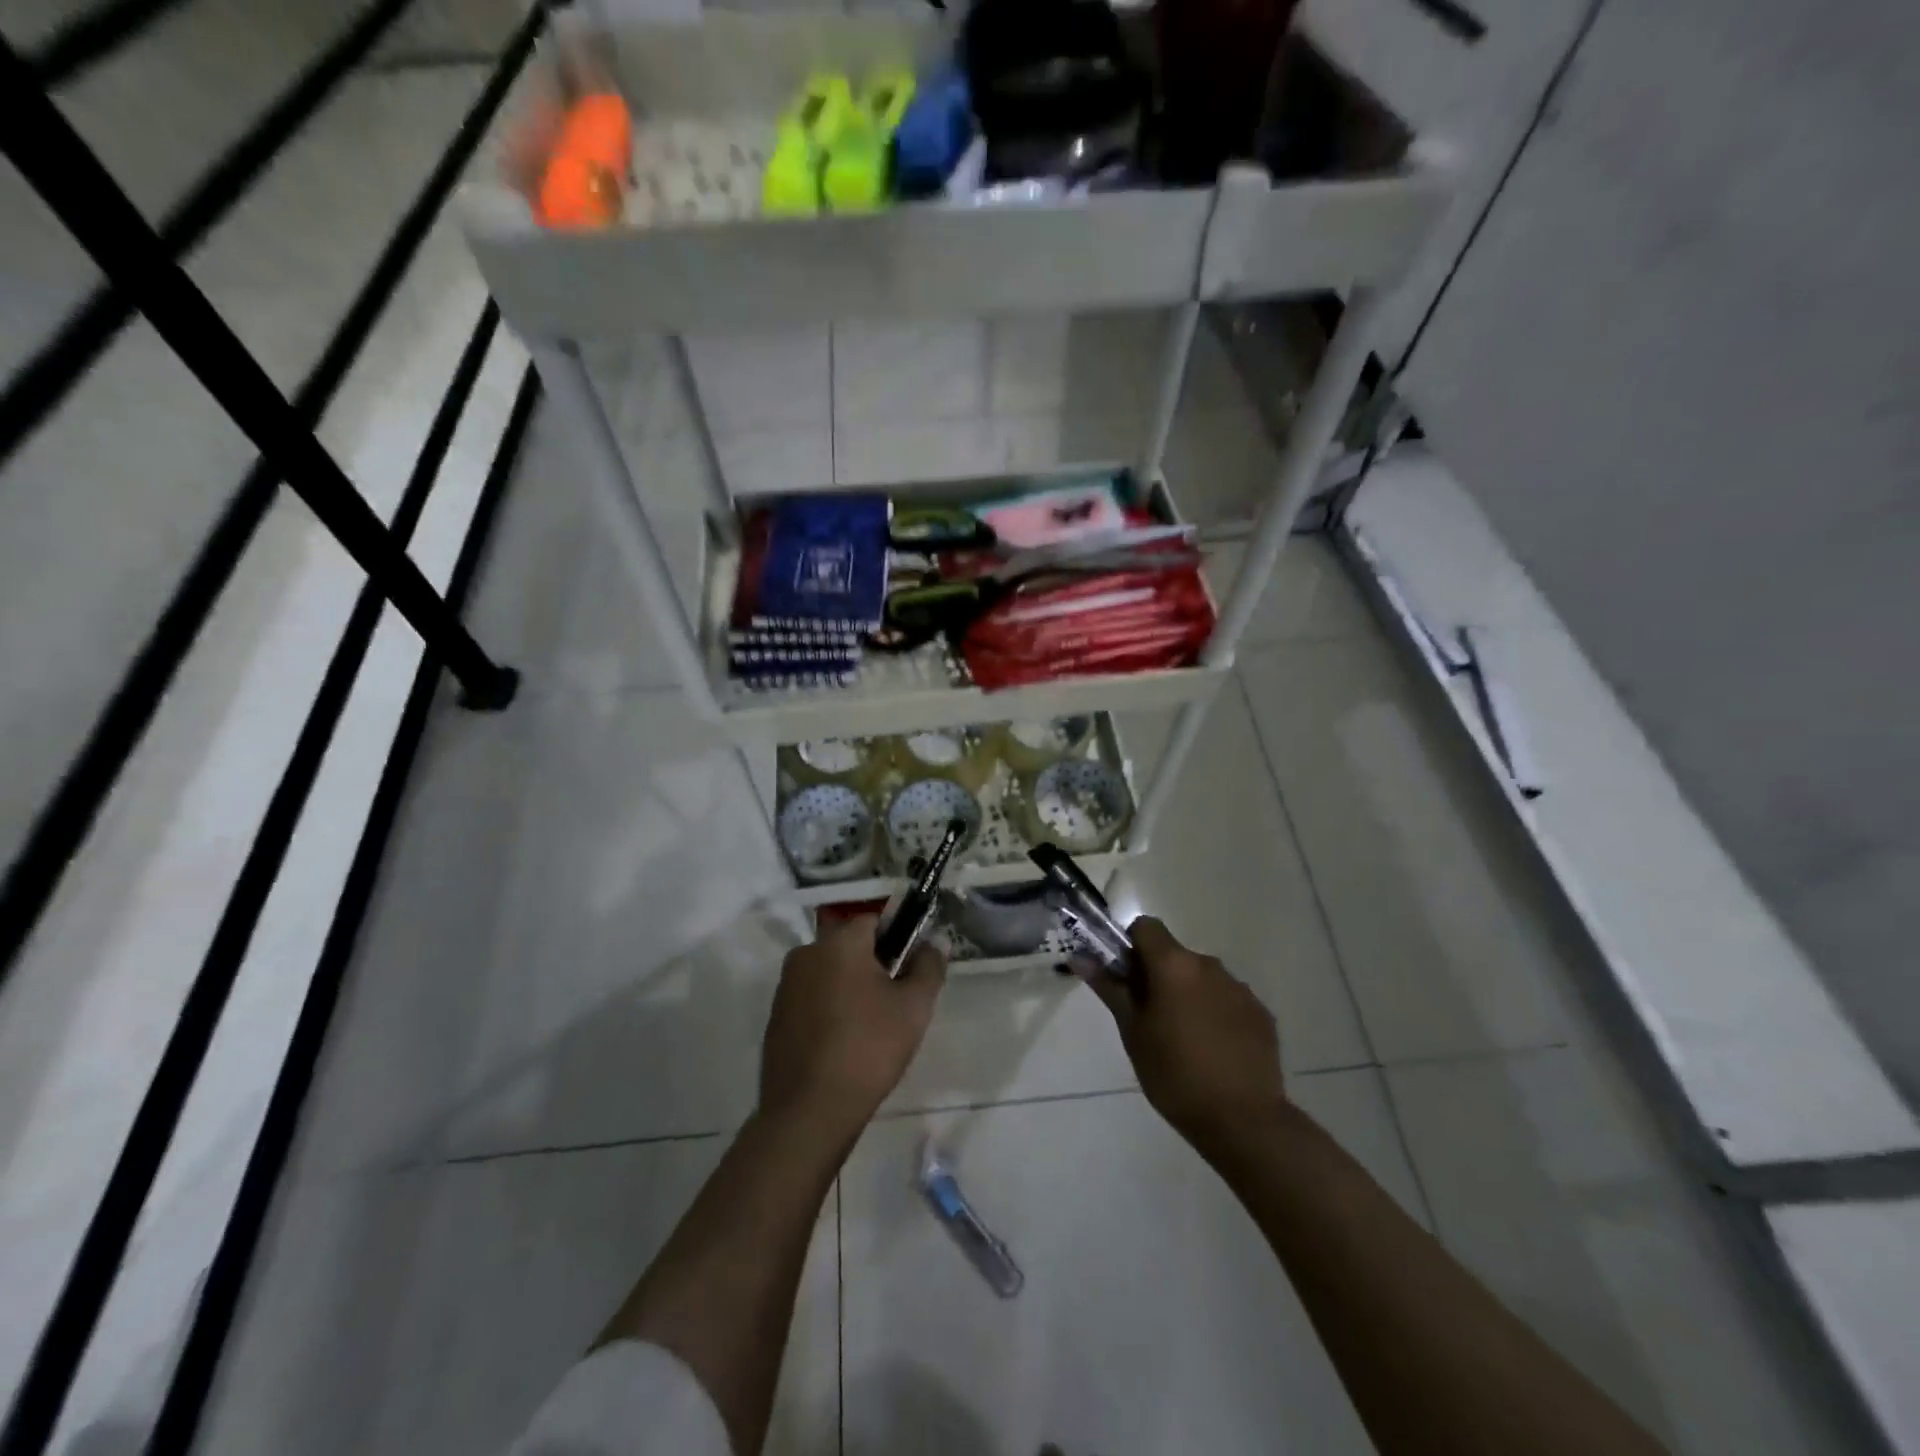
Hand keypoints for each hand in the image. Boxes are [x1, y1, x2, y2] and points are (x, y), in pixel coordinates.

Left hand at [760, 915, 945, 1139]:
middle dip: (874, 963)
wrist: (809, 1111)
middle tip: (897, 999)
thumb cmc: (868, 1049)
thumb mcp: (914, 1007)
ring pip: (830, 972)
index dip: (898, 938)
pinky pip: (811, 997)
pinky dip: (830, 1007)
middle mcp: (806, 954)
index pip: (874, 921)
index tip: (912, 967)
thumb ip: (929, 966)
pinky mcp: (776, 1016)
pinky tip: (844, 1041)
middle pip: (849, 945)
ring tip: (872, 1024)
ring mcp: (786, 986)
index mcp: (839, 943)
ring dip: (851, 986)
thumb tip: (936, 941)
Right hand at [1079, 917, 1284, 1150]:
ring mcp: (1240, 988)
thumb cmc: (1174, 1074)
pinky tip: (1215, 1052)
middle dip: (1159, 976)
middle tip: (1150, 1018)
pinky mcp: (1261, 1013)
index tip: (1126, 979)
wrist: (1243, 1120)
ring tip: (1185, 1041)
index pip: (1146, 927)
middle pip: (1175, 955)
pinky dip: (1216, 1014)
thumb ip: (1110, 988)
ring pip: (1202, 978)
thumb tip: (1081, 957)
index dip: (1131, 946)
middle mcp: (1209, 965)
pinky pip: (1228, 1001)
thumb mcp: (1132, 1032)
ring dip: (1189, 995)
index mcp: (1174, 965)